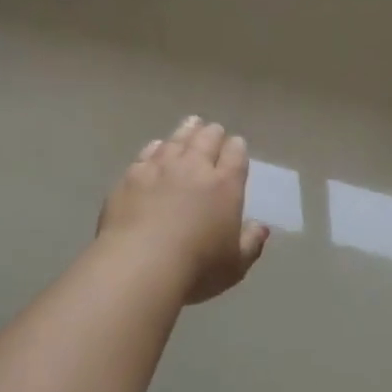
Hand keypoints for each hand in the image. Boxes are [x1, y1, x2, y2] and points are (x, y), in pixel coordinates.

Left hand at [98, 116, 269, 303]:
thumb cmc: (196, 267)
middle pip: (206, 139)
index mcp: (225, 185)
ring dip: (186, 131)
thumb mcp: (236, 265)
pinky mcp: (131, 177)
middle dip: (213, 133)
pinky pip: (147, 153)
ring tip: (191, 124)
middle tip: (214, 131)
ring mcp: (159, 169)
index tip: (237, 145)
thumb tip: (260, 227)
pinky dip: (156, 147)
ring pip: (176, 140)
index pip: (236, 155)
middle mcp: (194, 168)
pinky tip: (156, 146)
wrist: (139, 265)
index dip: (237, 148)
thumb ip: (251, 243)